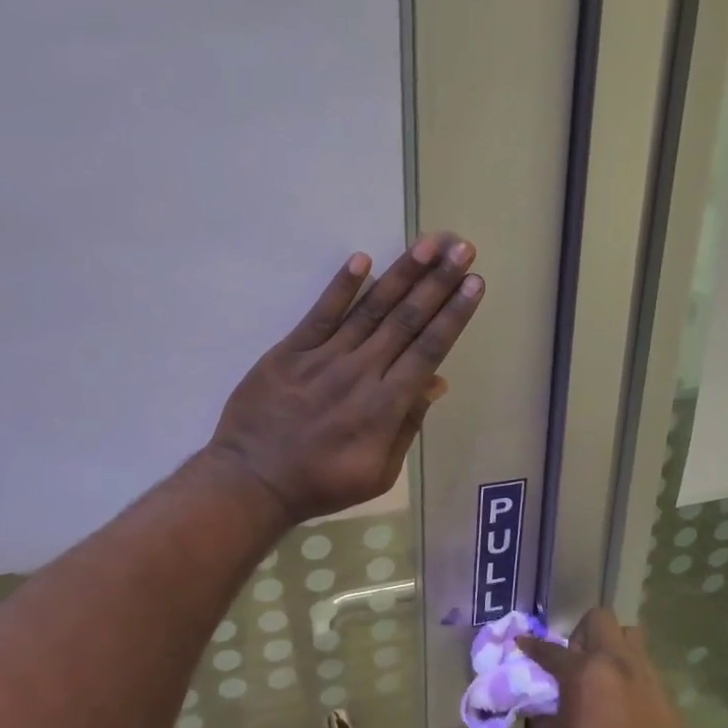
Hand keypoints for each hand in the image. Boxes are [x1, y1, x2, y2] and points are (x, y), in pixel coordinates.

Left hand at [203, 233, 483, 524]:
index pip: (429, 350)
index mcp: (385, 406)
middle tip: (462, 247)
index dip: (453, 314)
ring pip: (370, 310)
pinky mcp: (290, 351)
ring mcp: (323, 358)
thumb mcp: (377, 473)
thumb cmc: (320, 483)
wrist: (252, 481)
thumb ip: (407, 426)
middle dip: (437, 282)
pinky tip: (362, 260)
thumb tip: (436, 382)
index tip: (474, 283)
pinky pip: (320, 314)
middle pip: (406, 320)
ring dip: (401, 274)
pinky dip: (341, 287)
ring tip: (428, 243)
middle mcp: (360, 373)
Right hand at [518, 610, 695, 727]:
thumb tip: (539, 700)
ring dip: (613, 648)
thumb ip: (541, 713)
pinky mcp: (668, 700)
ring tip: (604, 678)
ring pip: (632, 638)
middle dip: (582, 634)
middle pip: (600, 620)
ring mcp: (648, 679)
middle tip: (575, 661)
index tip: (523, 644)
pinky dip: (631, 677)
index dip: (532, 646)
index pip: (550, 649)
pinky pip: (647, 671)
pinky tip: (624, 707)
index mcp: (585, 672)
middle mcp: (618, 664)